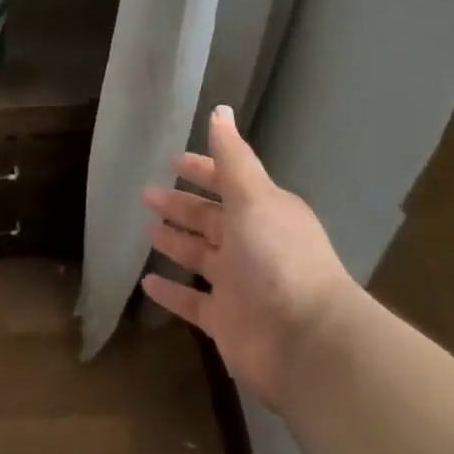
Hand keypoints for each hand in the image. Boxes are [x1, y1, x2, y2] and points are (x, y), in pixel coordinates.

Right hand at [142, 106, 353, 414]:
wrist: (307, 343)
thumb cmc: (278, 257)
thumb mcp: (254, 196)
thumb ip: (232, 157)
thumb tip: (220, 109)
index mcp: (263, 212)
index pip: (227, 182)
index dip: (202, 170)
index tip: (172, 161)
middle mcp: (251, 244)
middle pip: (210, 219)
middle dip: (181, 205)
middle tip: (146, 194)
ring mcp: (238, 285)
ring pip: (199, 256)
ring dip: (175, 241)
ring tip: (145, 229)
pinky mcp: (225, 322)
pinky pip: (191, 302)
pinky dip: (171, 293)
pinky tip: (145, 283)